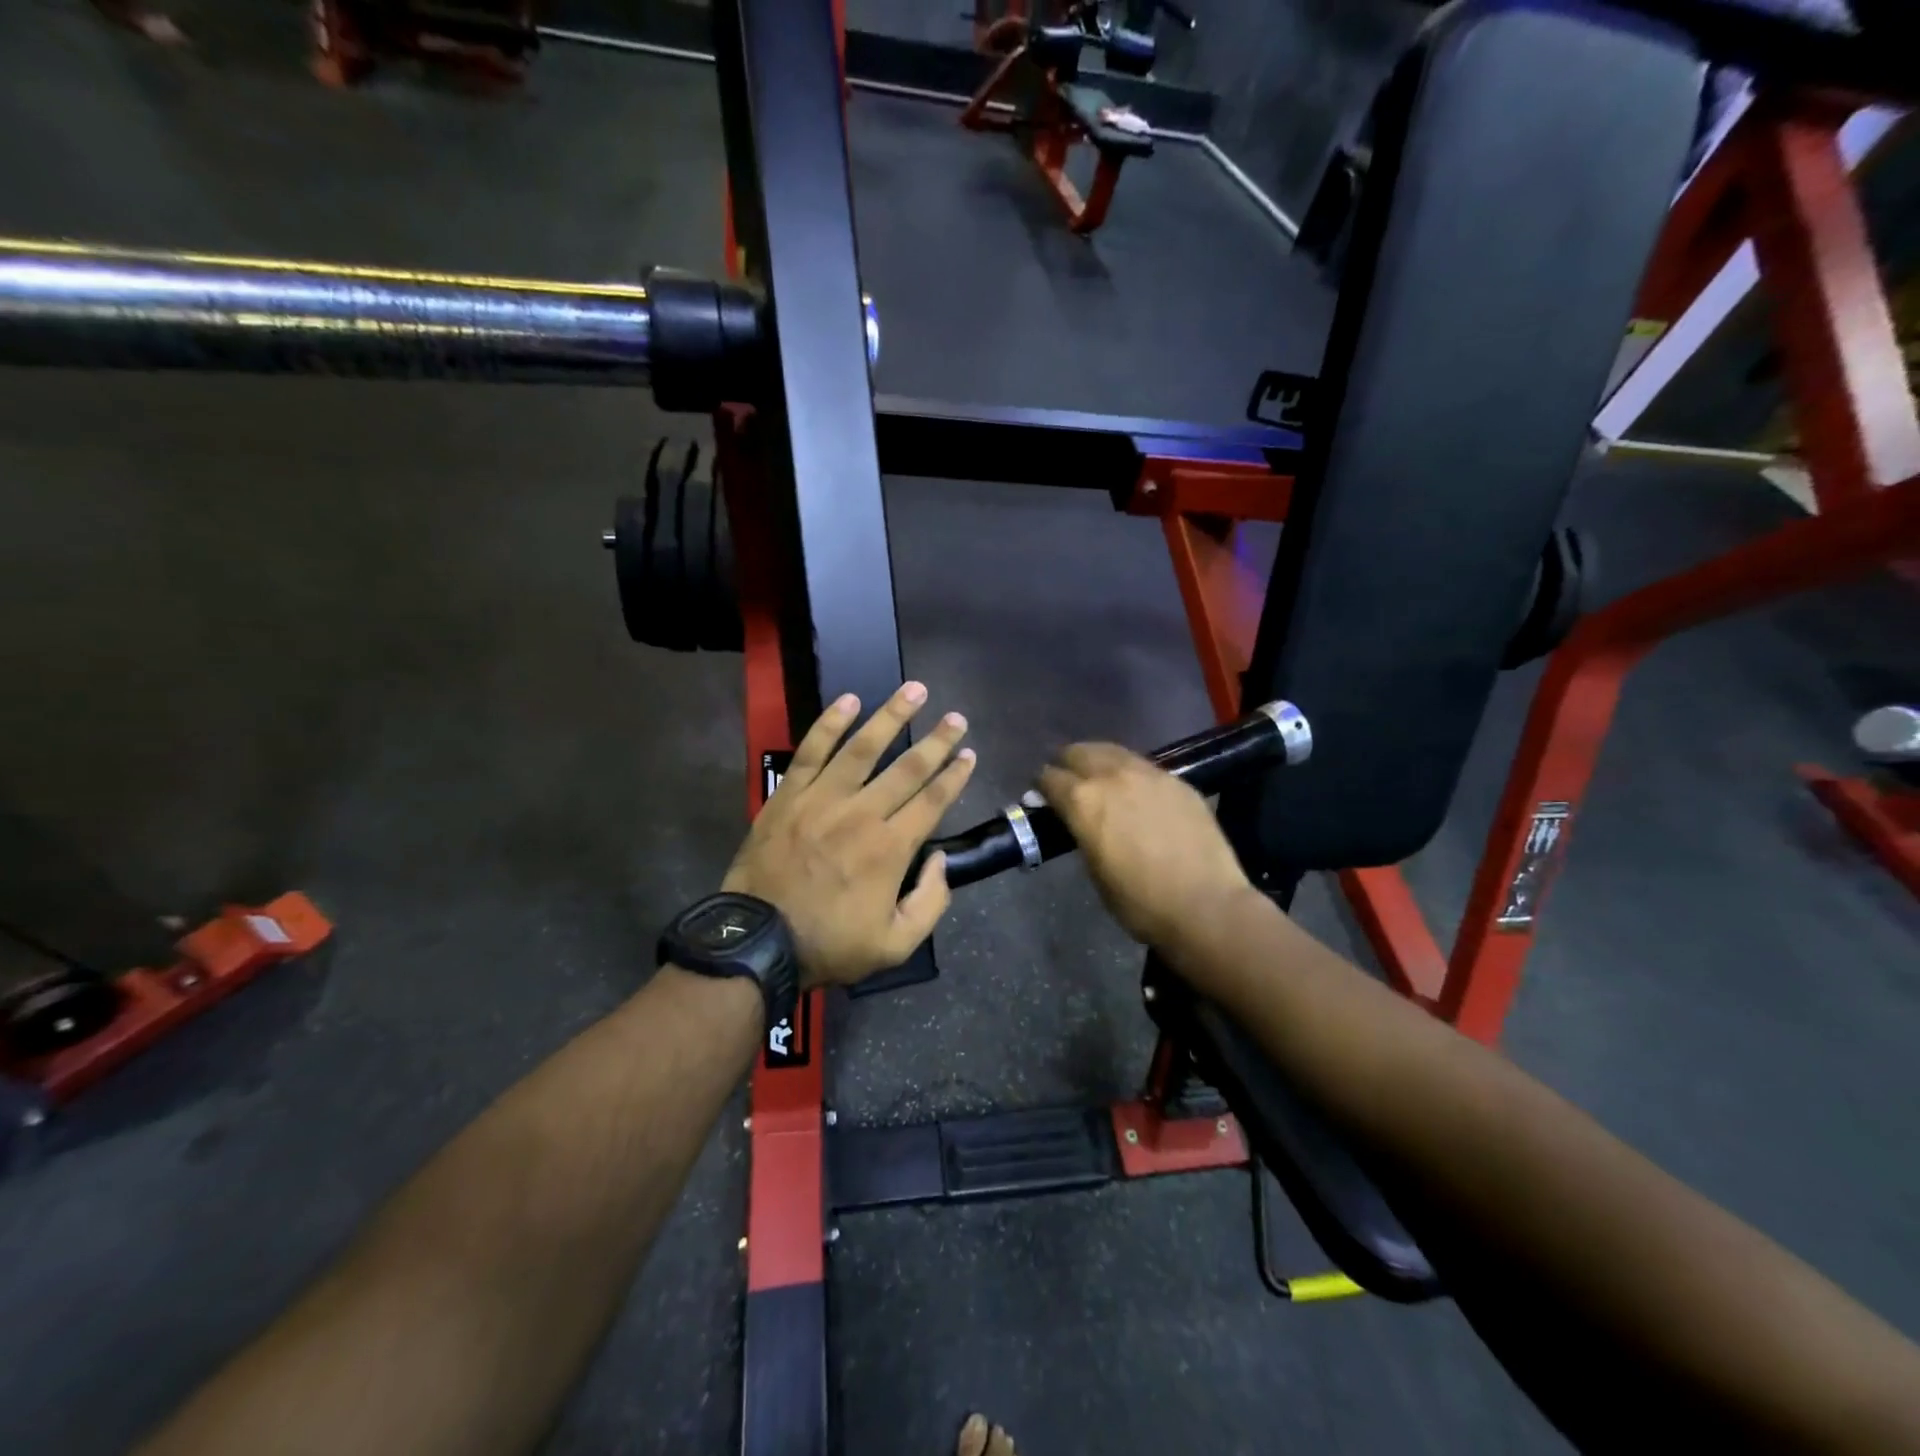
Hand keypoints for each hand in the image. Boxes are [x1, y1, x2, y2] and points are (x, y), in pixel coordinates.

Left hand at [724, 682, 974, 987]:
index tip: (968, 754)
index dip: (953, 775)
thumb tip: (940, 860)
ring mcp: (822, 800)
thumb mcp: (895, 944)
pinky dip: (830, 724)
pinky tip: (849, 700)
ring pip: (863, 748)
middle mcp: (862, 814)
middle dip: (936, 741)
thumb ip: (930, 902)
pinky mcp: (789, 796)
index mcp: (890, 849)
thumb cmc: (829, 944)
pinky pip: (811, 752)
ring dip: (891, 717)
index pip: (931, 801)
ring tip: (914, 691)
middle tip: (956, 717)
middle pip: (907, 768)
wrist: (758, 941)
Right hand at [1036, 742, 1252, 948]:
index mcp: (1083, 800)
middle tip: (1067, 780)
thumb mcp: (1094, 869)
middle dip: (1067, 763)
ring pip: (1113, 752)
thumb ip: (1080, 833)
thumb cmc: (1139, 901)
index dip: (1041, 786)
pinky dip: (1130, 774)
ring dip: (1099, 761)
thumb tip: (1074, 821)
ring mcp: (1148, 774)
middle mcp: (1112, 776)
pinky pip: (1143, 767)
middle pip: (1078, 752)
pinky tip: (1136, 791)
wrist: (1204, 905)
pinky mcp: (1177, 780)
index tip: (1042, 796)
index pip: (1049, 777)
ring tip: (1099, 778)